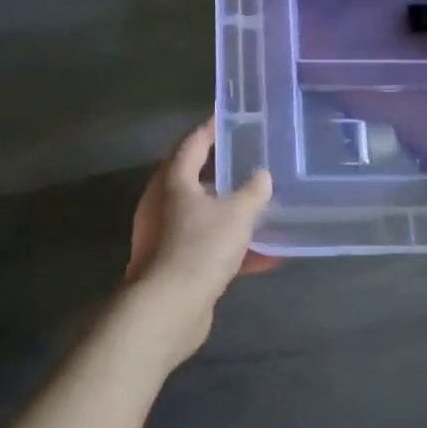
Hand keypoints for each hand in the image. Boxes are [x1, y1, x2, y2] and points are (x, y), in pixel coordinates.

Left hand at [124, 118, 275, 360]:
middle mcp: (163, 205)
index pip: (191, 145)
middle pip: (193, 180)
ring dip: (229, 214)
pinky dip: (231, 248)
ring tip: (259, 209)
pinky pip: (207, 247)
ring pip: (202, 216)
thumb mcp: (237, 215)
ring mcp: (165, 237)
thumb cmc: (200, 248)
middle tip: (248, 162)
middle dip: (221, 173)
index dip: (209, 130)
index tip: (226, 119)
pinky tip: (263, 258)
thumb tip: (262, 176)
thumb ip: (253, 192)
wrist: (169, 308)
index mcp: (173, 182)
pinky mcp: (173, 265)